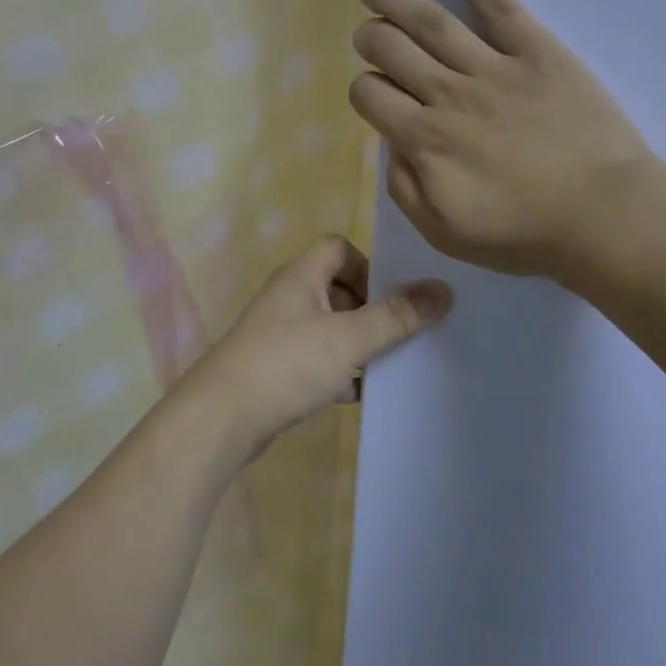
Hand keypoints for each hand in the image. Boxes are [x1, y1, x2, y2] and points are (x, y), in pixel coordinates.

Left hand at [179, 236, 450, 464]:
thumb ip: (396, 315)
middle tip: (401, 331)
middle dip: (371, 307)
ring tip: (392, 362)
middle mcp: (289, 297)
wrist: (222, 418)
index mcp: (301, 275)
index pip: (339, 248)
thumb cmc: (286, 364)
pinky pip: (318, 360)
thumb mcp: (349, 338)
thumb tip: (443, 289)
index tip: (394, 295)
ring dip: (358, 342)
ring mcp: (280, 334)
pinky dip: (341, 371)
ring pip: (330, 327)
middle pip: (338, 287)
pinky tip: (364, 393)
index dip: (369, 265)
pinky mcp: (277, 369)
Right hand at [350, 0, 654, 280]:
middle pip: (390, 49)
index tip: (377, 96)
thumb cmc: (524, 233)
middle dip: (370, 39)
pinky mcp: (536, 49)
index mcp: (424, 141)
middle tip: (370, 37)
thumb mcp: (443, 232)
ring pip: (429, 21)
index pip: (370, 95)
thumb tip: (392, 144)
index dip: (364, 90)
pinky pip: (496, 2)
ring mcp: (492, 67)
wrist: (604, 217)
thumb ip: (403, 187)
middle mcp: (447, 95)